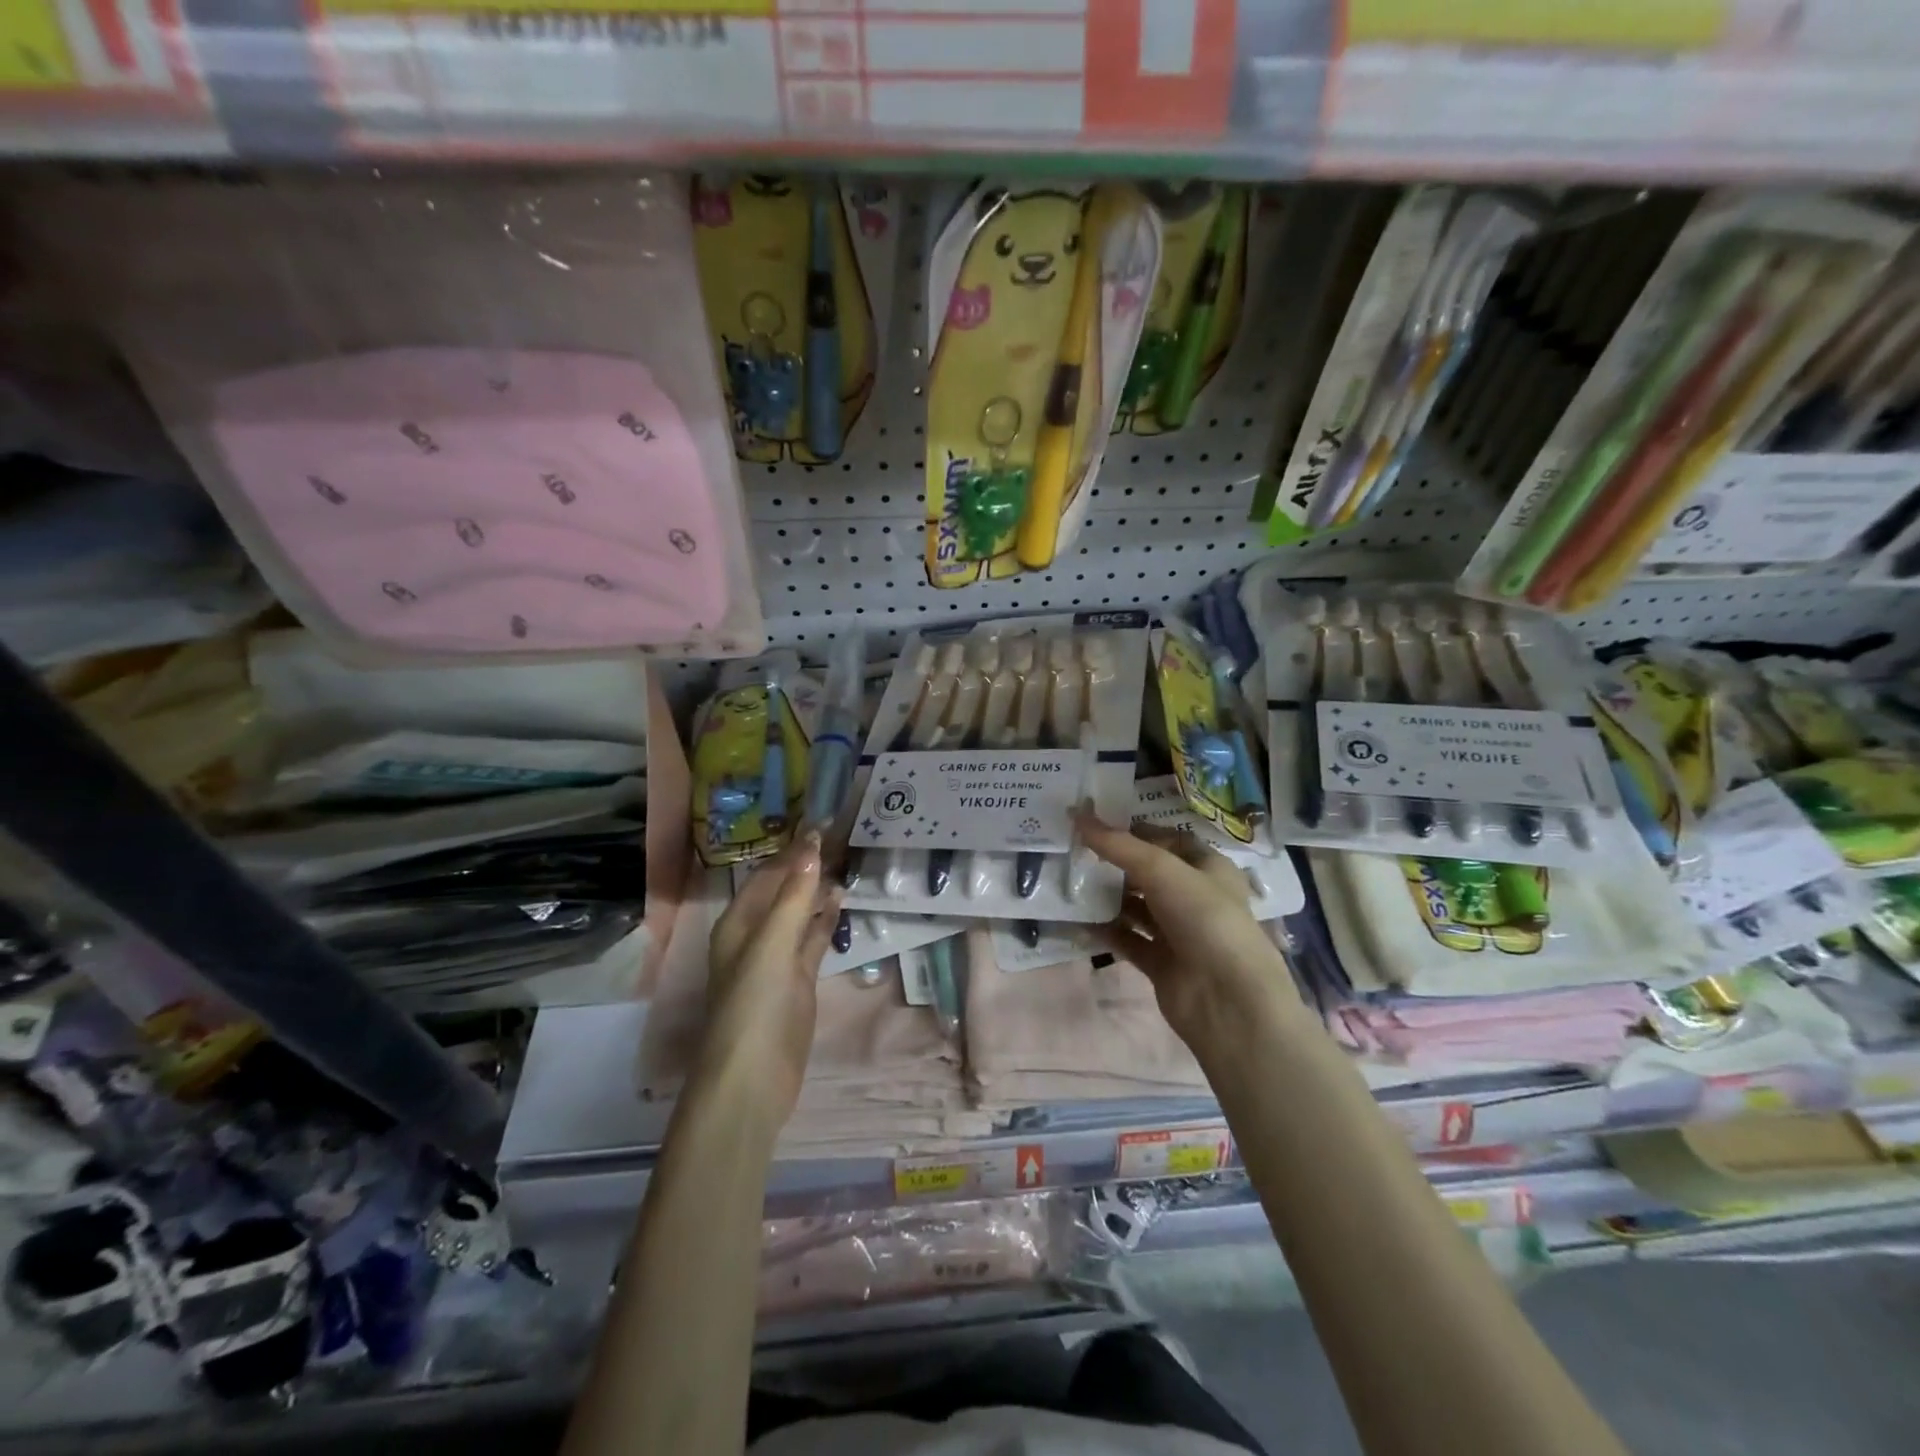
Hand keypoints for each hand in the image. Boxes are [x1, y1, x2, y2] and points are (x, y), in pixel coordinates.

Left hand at [698, 835, 842, 1131]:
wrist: (751, 1080)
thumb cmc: (753, 1006)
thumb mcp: (771, 945)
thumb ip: (794, 897)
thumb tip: (812, 847)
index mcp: (738, 923)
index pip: (768, 874)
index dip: (793, 851)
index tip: (824, 825)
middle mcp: (755, 935)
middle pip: (784, 891)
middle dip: (808, 866)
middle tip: (844, 838)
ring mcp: (778, 959)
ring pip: (800, 914)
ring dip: (819, 890)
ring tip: (848, 862)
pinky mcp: (798, 981)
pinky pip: (812, 939)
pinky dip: (826, 920)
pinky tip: (843, 902)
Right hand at [1078, 814, 1296, 1054]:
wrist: (1227, 1000)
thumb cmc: (1204, 919)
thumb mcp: (1161, 870)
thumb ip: (1117, 844)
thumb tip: (1077, 813)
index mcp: (1209, 867)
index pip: (1170, 839)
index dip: (1136, 830)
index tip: (1096, 823)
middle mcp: (1196, 897)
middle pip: (1150, 873)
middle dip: (1116, 863)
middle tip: (1075, 850)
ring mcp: (1179, 932)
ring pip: (1137, 907)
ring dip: (1108, 896)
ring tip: (1071, 882)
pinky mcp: (1162, 963)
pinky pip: (1128, 940)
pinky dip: (1105, 930)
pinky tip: (1077, 920)